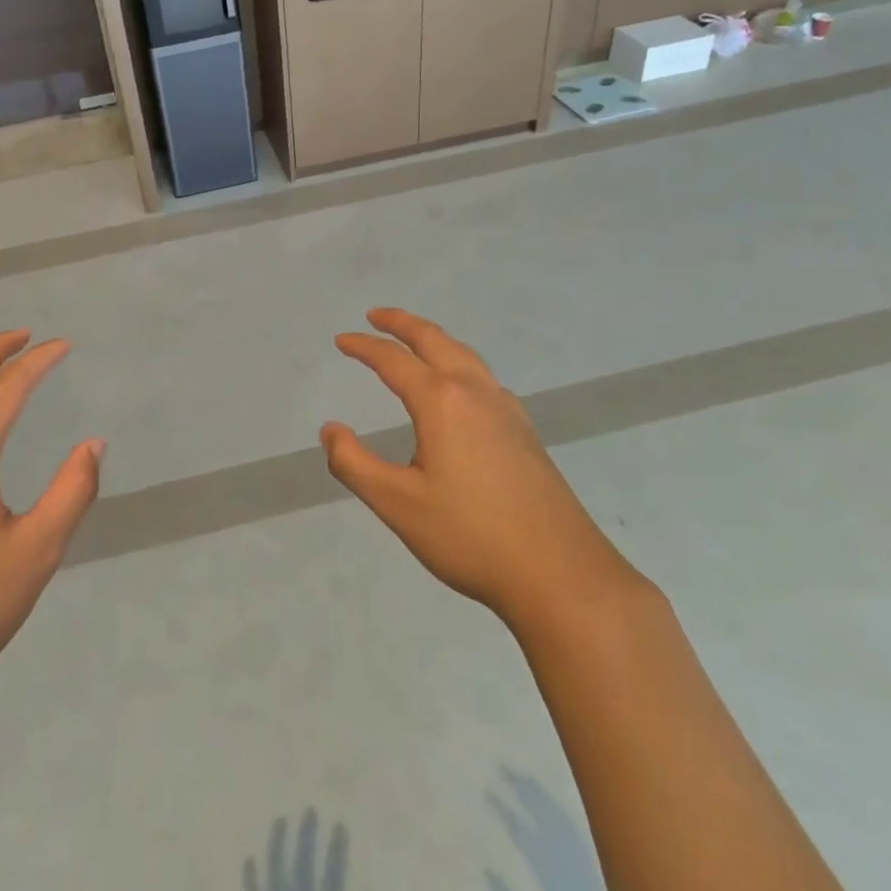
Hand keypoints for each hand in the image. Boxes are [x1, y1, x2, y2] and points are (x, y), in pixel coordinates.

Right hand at [321, 309, 641, 628]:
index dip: (364, 347)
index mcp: (442, 401)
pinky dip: (458, 362)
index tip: (341, 340)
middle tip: (376, 315)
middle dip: (402, 323)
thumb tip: (330, 430)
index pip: (394, 360)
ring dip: (434, 339)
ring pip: (464, 355)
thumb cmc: (470, 536)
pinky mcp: (524, 431)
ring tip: (414, 341)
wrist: (560, 574)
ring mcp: (506, 409)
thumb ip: (354, 464)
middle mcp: (475, 392)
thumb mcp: (397, 504)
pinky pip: (483, 377)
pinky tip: (458, 388)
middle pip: (435, 340)